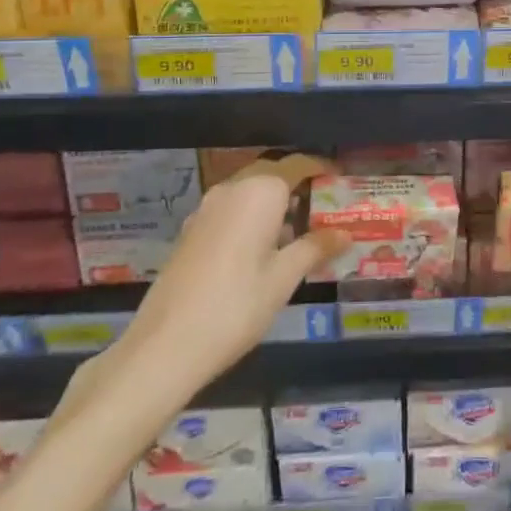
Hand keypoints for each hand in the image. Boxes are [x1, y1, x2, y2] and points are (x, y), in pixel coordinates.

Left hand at [56, 154, 345, 421]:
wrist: (165, 345)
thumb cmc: (236, 306)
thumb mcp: (284, 278)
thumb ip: (315, 248)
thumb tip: (346, 233)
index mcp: (259, 191)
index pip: (298, 164)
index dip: (322, 169)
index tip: (342, 181)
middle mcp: (231, 189)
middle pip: (273, 175)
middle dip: (299, 186)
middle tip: (326, 208)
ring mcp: (206, 209)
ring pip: (250, 192)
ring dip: (275, 203)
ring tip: (301, 230)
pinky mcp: (191, 230)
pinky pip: (231, 210)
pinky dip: (252, 217)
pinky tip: (263, 248)